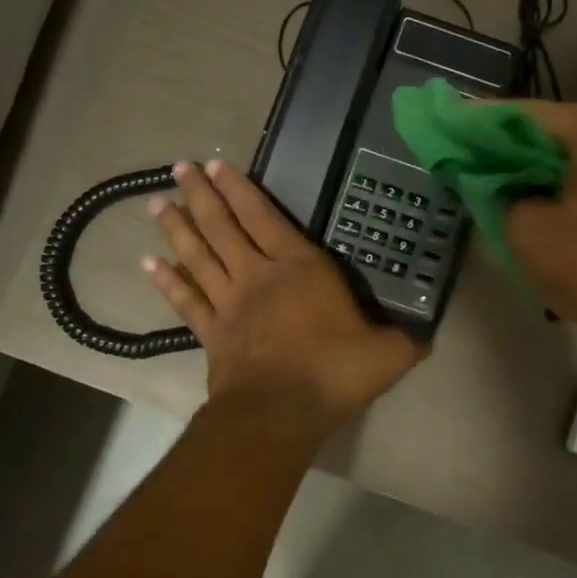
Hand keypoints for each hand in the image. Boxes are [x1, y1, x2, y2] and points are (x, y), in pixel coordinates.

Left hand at [145, 158, 425, 427]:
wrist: (280, 413)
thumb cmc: (333, 372)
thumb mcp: (387, 354)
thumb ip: (406, 339)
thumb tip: (427, 336)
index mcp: (299, 268)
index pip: (265, 217)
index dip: (241, 189)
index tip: (218, 164)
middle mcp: (258, 275)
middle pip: (222, 226)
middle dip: (200, 194)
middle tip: (178, 167)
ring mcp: (229, 303)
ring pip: (198, 256)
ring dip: (177, 228)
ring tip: (156, 202)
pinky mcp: (210, 332)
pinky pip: (185, 300)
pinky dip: (166, 281)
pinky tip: (148, 263)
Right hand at [500, 102, 576, 365]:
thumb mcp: (523, 225)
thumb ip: (501, 193)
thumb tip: (497, 184)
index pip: (533, 112)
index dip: (489, 117)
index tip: (455, 120)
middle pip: (556, 125)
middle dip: (513, 133)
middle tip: (475, 141)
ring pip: (571, 150)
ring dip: (533, 154)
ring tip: (493, 162)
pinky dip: (552, 175)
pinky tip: (524, 189)